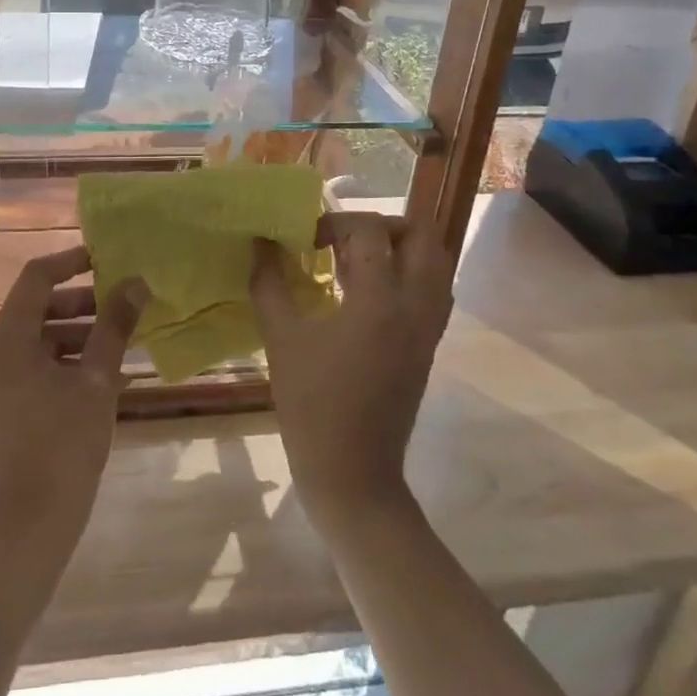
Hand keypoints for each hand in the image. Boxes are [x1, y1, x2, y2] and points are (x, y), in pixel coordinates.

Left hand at [0, 246, 144, 552]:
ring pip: (32, 338)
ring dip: (73, 336)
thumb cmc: (64, 445)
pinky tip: (94, 377)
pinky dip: (57, 361)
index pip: (36, 277)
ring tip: (116, 348)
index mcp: (5, 339)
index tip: (105, 260)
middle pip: (35, 308)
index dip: (71, 261)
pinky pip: (25, 364)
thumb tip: (136, 283)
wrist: (27, 525)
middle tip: (119, 311)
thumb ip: (115, 326)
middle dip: (80, 305)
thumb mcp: (98, 381)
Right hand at [251, 213, 454, 532]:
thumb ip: (270, 283)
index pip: (370, 231)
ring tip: (357, 261)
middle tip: (344, 238)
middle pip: (422, 236)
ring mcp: (428, 328)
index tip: (306, 240)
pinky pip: (433, 291)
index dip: (335, 223)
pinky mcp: (428, 346)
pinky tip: (368, 292)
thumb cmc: (312, 405)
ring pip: (435, 262)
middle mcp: (415, 306)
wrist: (353, 473)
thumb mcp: (281, 339)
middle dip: (383, 225)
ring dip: (400, 248)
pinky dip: (408, 275)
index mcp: (380, 301)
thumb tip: (260, 243)